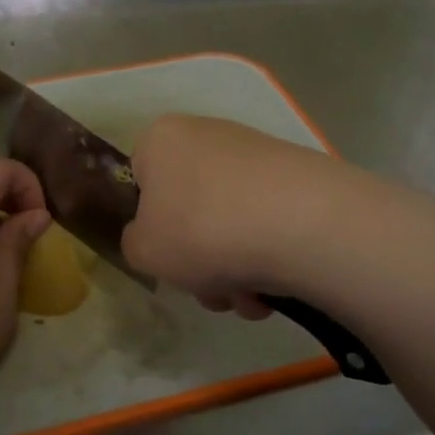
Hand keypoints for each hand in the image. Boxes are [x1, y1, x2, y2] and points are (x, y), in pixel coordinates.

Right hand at [120, 115, 343, 318]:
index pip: (140, 181)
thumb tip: (156, 239)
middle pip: (189, 210)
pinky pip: (266, 226)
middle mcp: (209, 136)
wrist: (300, 224)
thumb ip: (134, 243)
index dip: (149, 225)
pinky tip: (274, 288)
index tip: (165, 256)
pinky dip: (265, 259)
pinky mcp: (298, 178)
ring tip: (247, 298)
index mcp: (163, 139)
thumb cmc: (201, 230)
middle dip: (198, 261)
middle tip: (209, 290)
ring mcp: (258, 155)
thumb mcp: (143, 250)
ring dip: (232, 272)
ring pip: (229, 226)